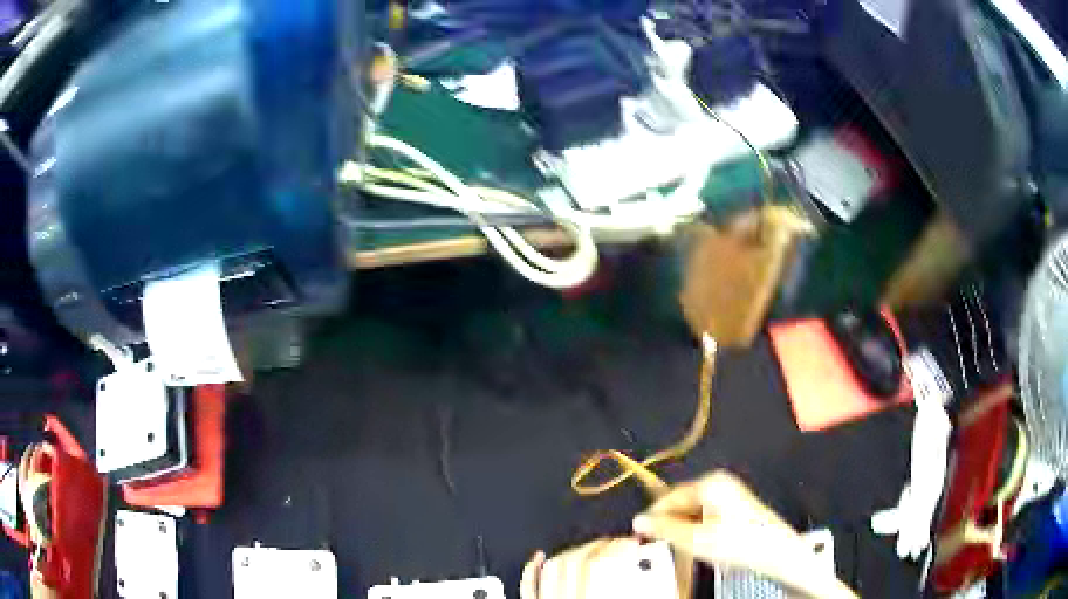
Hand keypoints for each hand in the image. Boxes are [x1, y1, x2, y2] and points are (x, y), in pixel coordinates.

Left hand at [521, 538, 660, 598]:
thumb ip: (660, 584)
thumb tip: (668, 559)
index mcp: (599, 597)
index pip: (604, 561)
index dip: (622, 544)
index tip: (638, 539)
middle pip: (578, 560)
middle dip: (603, 545)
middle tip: (622, 541)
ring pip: (554, 568)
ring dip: (575, 551)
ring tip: (596, 546)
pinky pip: (529, 588)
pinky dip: (533, 570)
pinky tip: (539, 557)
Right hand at [631, 471, 856, 598]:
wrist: (776, 552)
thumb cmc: (738, 544)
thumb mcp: (696, 540)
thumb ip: (665, 529)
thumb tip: (638, 521)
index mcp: (710, 482)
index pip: (669, 497)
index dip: (653, 517)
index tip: (640, 536)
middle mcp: (719, 481)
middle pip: (681, 502)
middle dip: (669, 522)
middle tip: (659, 545)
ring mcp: (729, 492)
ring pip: (693, 509)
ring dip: (682, 527)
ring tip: (679, 547)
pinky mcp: (736, 504)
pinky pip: (705, 513)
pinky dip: (696, 527)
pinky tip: (698, 543)